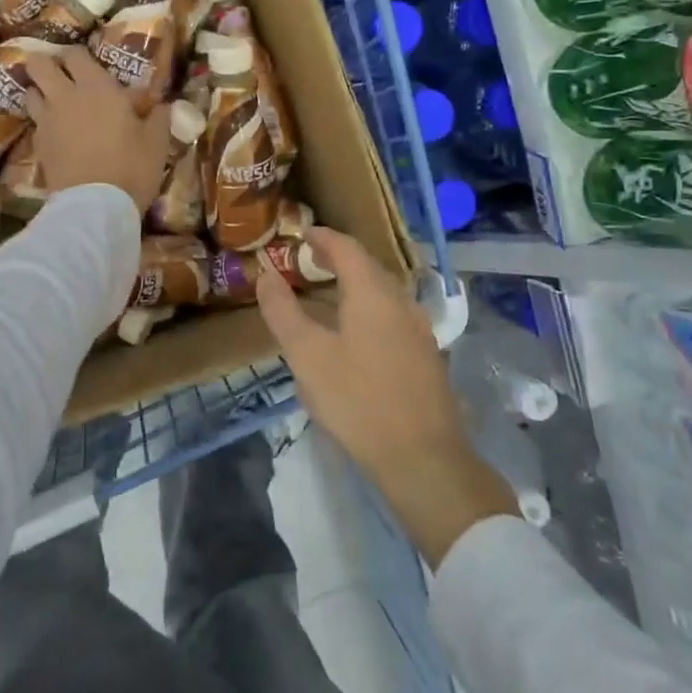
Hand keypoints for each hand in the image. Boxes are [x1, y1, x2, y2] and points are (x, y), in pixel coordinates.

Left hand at [27, 46, 171, 215]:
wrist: (96, 206)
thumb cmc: (132, 167)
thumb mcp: (157, 141)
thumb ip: (158, 116)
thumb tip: (160, 105)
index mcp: (97, 87)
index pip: (75, 54)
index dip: (78, 56)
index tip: (88, 66)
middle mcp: (65, 96)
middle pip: (38, 64)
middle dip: (45, 64)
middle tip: (62, 76)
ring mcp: (47, 120)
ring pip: (30, 92)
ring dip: (40, 93)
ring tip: (55, 104)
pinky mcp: (38, 145)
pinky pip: (36, 123)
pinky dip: (43, 123)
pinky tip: (57, 135)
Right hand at [255, 228, 517, 566]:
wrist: (422, 457)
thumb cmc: (357, 400)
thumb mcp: (307, 355)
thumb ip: (283, 311)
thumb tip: (266, 275)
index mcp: (373, 293)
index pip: (347, 248)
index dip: (323, 238)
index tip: (301, 234)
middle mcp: (401, 302)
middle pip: (369, 267)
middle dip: (339, 259)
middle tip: (309, 261)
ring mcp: (419, 329)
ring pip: (383, 292)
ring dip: (355, 284)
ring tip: (327, 294)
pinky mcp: (425, 355)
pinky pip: (392, 315)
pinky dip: (368, 308)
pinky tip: (354, 332)